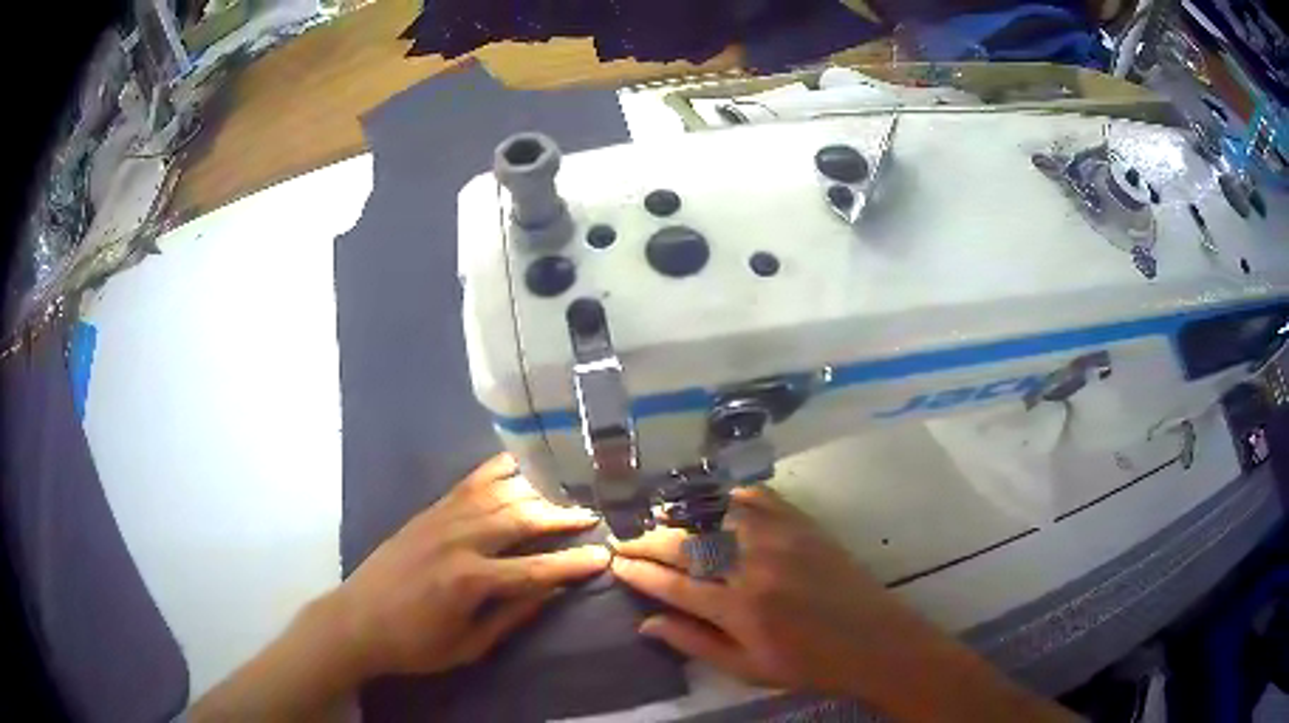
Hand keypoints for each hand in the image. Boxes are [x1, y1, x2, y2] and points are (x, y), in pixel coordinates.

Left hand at [329, 453, 609, 678]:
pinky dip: (497, 470)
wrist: (355, 620)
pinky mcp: (428, 510)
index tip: (604, 556)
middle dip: (561, 516)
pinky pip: (468, 482)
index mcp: (469, 580)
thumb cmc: (413, 644)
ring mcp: (440, 519)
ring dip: (536, 490)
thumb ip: (511, 616)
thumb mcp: (468, 646)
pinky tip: (518, 463)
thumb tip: (551, 591)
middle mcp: (458, 540)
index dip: (573, 563)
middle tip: (593, 515)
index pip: (535, 568)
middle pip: (521, 518)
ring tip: (565, 490)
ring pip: (498, 493)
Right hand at [612, 487, 928, 696]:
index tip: (615, 563)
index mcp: (740, 610)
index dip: (638, 573)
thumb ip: (694, 644)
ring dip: (681, 516)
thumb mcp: (747, 669)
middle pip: (687, 545)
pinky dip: (729, 498)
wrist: (873, 640)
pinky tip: (713, 504)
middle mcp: (755, 568)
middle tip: (625, 540)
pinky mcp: (804, 525)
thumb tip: (646, 623)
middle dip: (648, 541)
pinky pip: (758, 499)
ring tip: (660, 521)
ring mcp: (781, 539)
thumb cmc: (808, 664)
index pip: (673, 585)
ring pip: (716, 515)